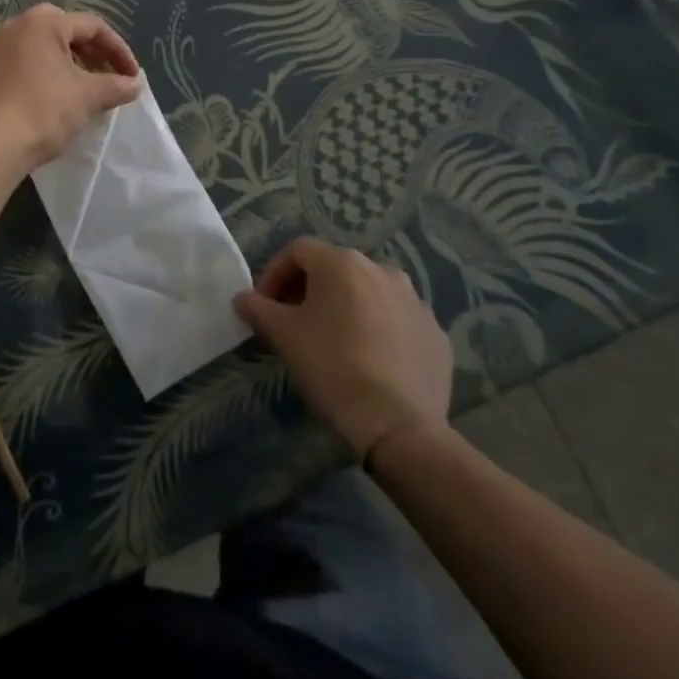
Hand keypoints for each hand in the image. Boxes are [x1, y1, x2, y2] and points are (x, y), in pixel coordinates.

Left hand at [0, 4, 142, 169]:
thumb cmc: (43, 111)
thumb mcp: (88, 97)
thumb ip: (116, 86)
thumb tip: (135, 84)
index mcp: (43, 23)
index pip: (92, 26)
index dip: (118, 50)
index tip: (132, 76)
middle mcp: (14, 26)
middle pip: (64, 32)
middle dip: (90, 54)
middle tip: (106, 77)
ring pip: (39, 49)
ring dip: (65, 65)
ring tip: (80, 91)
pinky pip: (19, 66)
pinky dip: (40, 76)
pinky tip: (48, 101)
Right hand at [233, 237, 453, 464]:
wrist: (400, 427)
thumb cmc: (332, 367)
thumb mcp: (283, 336)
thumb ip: (257, 309)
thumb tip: (242, 298)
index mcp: (343, 263)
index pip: (297, 251)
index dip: (274, 274)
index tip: (264, 306)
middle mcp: (382, 269)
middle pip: (335, 268)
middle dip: (309, 290)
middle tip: (293, 322)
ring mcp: (415, 301)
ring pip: (368, 292)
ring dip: (345, 307)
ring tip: (333, 340)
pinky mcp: (436, 333)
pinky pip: (397, 320)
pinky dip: (378, 329)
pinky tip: (369, 361)